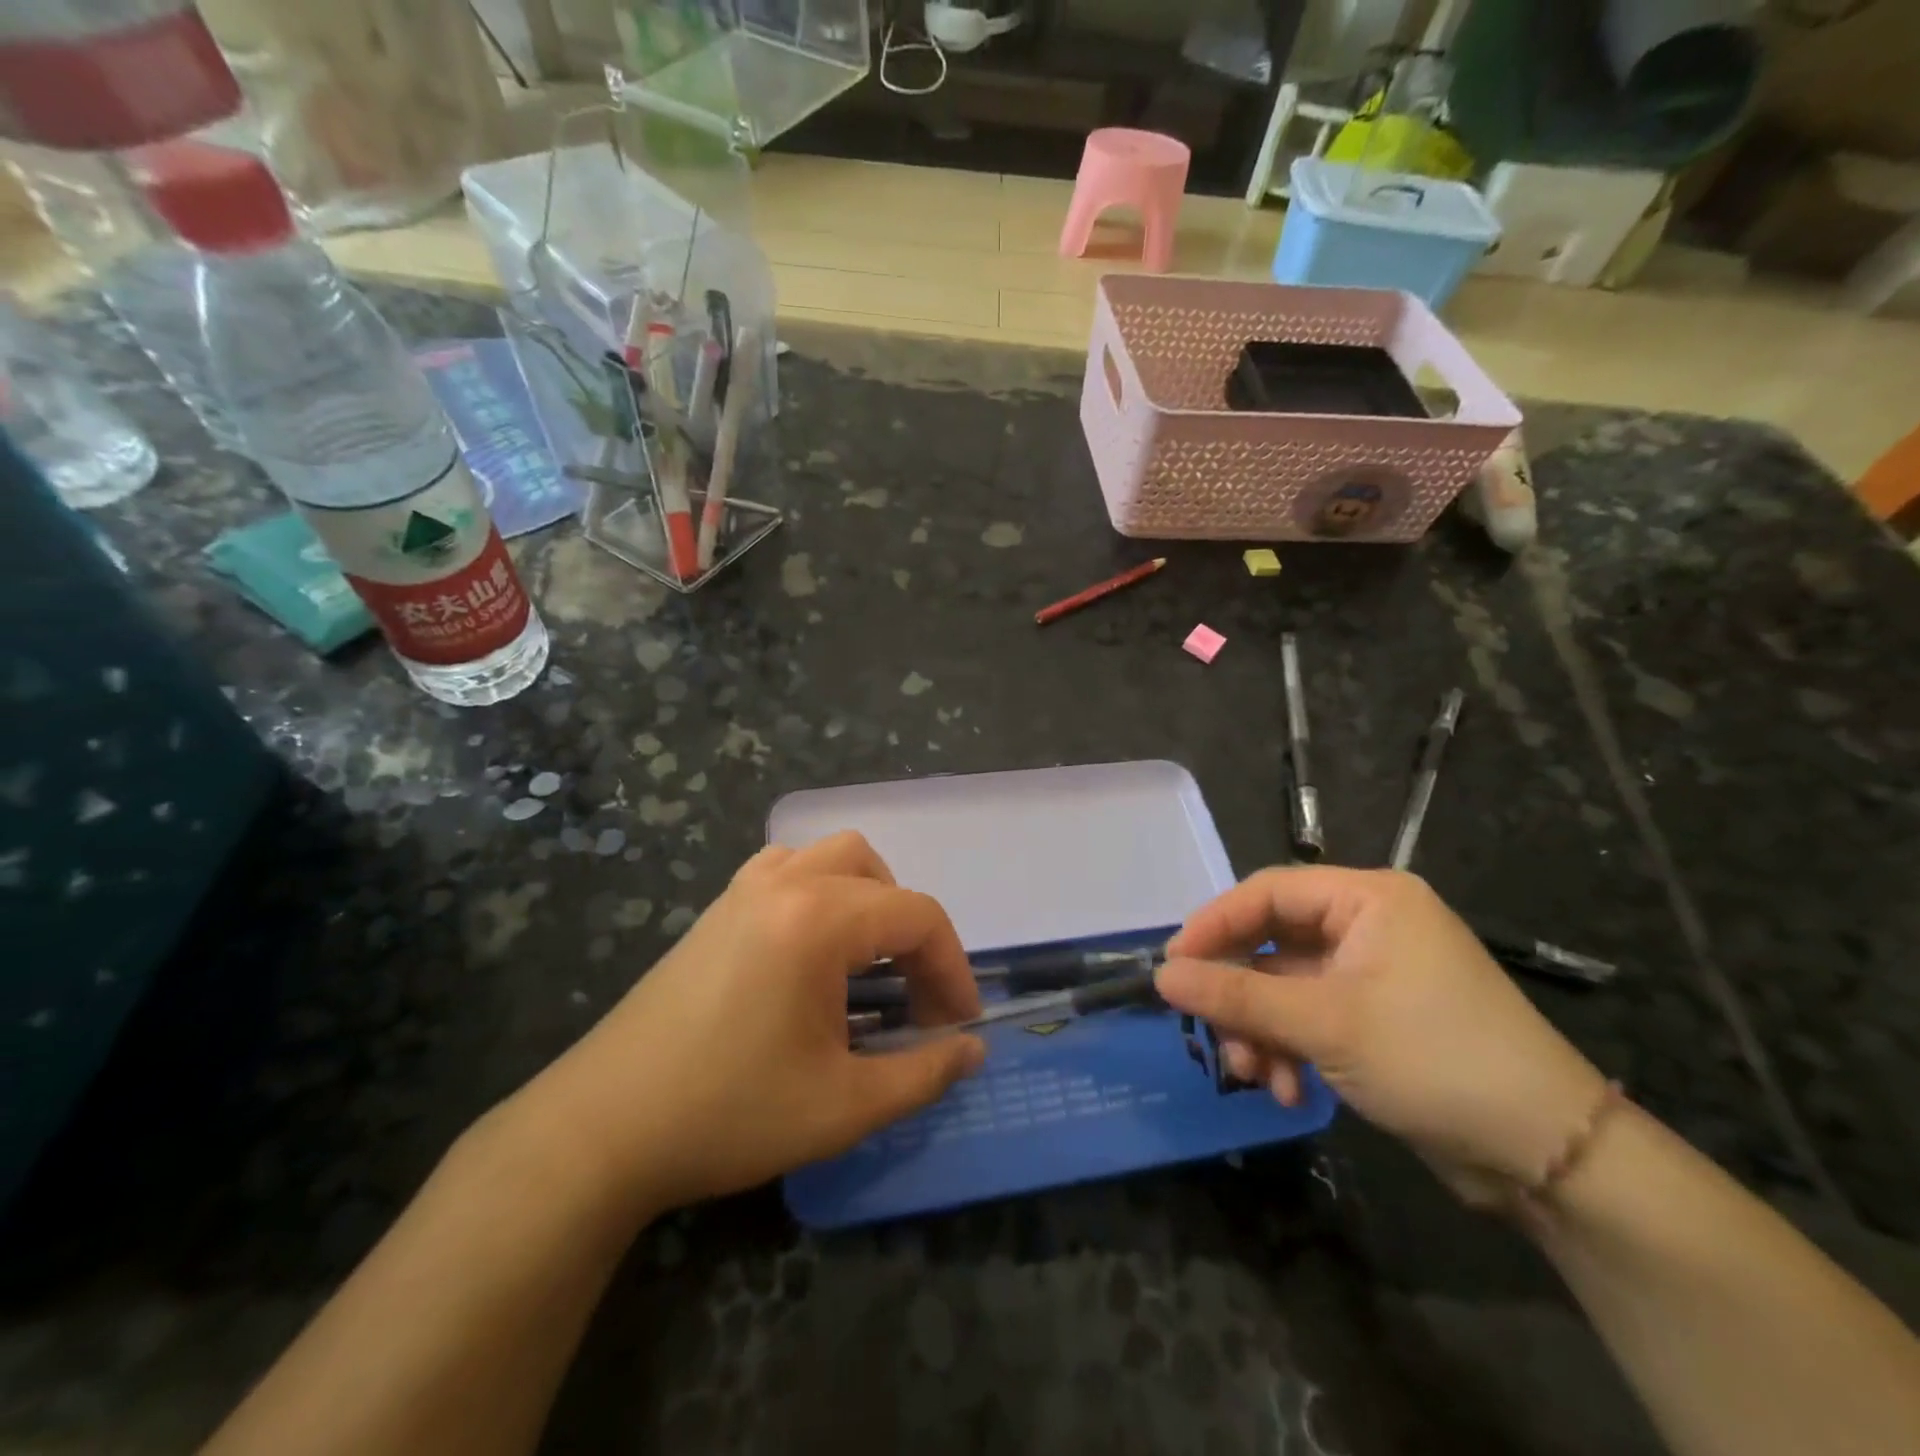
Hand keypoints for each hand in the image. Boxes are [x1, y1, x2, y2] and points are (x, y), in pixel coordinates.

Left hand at [522, 832, 984, 1213]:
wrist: (601, 1129)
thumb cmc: (729, 1113)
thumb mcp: (843, 1106)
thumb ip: (922, 1073)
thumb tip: (972, 1049)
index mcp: (818, 919)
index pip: (917, 917)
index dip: (951, 969)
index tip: (958, 1025)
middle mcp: (784, 884)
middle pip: (879, 876)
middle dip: (912, 932)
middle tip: (913, 998)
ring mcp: (743, 890)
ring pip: (831, 857)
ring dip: (868, 899)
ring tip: (869, 963)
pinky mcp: (716, 909)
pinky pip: (786, 868)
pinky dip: (820, 890)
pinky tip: (812, 948)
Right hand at [1156, 867, 1607, 1205]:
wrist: (1550, 1157)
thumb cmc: (1434, 1059)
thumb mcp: (1324, 1024)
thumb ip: (1236, 996)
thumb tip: (1161, 977)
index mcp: (1367, 899)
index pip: (1267, 893)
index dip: (1214, 925)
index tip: (1173, 966)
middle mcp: (1369, 926)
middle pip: (1273, 944)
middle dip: (1241, 996)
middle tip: (1212, 1033)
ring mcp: (1374, 975)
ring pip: (1286, 989)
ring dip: (1263, 1032)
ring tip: (1254, 1077)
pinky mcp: (1377, 1020)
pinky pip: (1311, 1019)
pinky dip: (1292, 1050)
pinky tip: (1290, 1092)